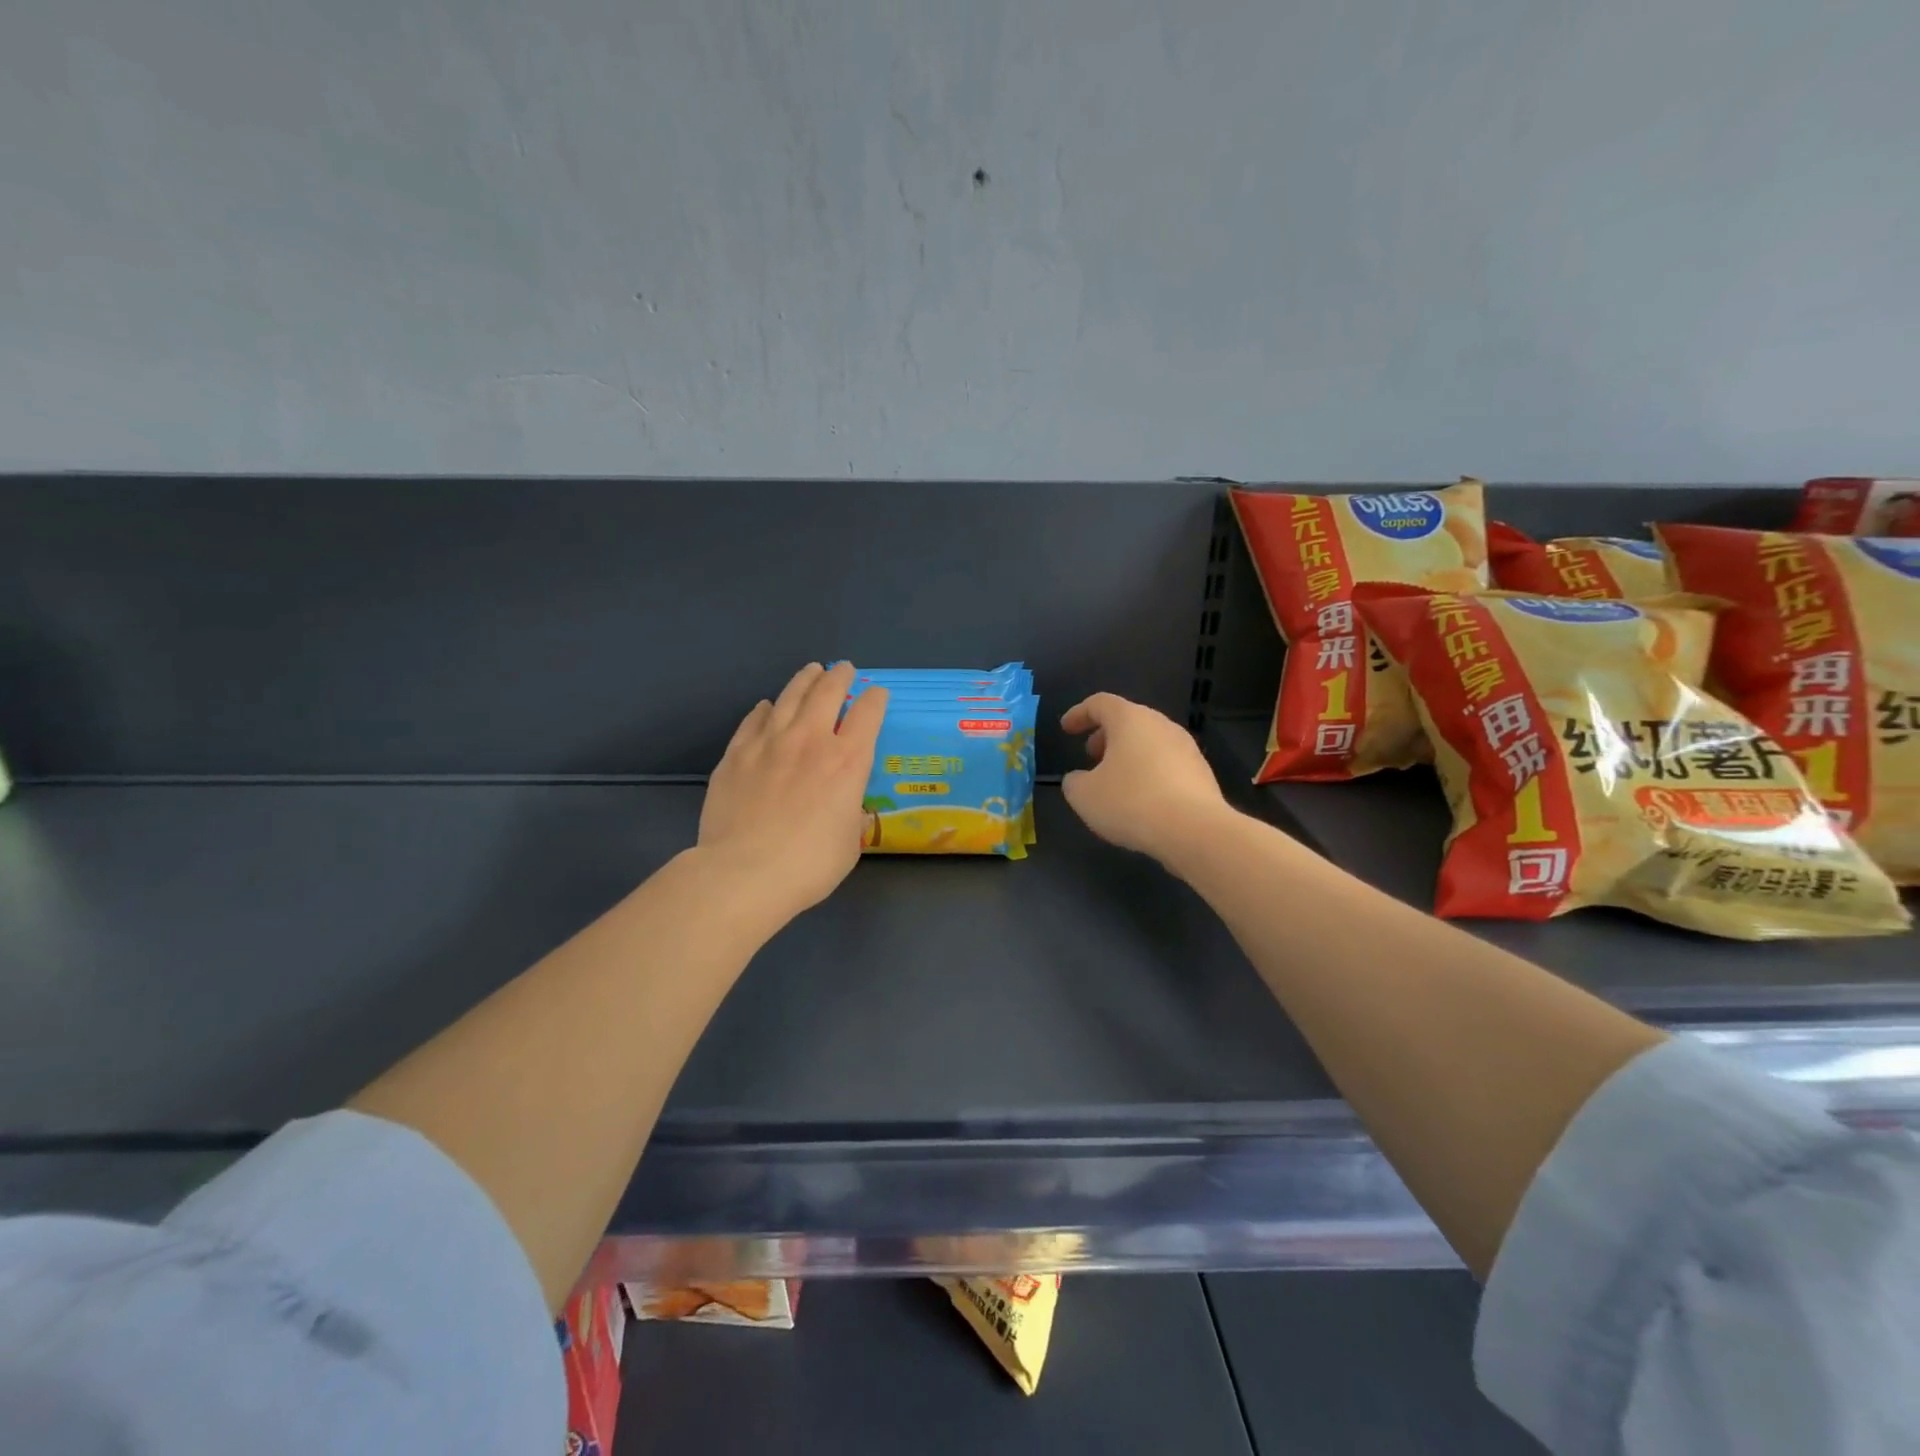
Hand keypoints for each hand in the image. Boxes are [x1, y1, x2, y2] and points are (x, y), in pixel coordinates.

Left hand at [698, 662, 887, 920]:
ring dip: (804, 680)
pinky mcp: (737, 754)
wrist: (745, 872)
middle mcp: (811, 740)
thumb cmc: (810, 864)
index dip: (875, 699)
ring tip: (811, 671)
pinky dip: (765, 709)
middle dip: (840, 676)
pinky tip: (766, 706)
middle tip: (844, 669)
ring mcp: (769, 743)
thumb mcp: (850, 841)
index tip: (877, 694)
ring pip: (789, 697)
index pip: (868, 713)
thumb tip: (843, 804)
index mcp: (848, 761)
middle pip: (828, 692)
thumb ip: (849, 811)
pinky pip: (754, 720)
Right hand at [1058, 693, 1231, 860]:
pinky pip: (1167, 764)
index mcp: (1130, 719)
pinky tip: (1142, 800)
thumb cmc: (1131, 802)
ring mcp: (1186, 748)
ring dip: (1128, 755)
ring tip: (1115, 782)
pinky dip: (1149, 773)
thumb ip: (1074, 782)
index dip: (1079, 713)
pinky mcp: (1201, 773)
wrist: (1195, 830)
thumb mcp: (1084, 796)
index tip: (1066, 729)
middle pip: (1128, 720)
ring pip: (1149, 742)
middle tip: (1091, 756)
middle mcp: (1161, 725)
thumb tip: (1079, 779)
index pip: (1100, 703)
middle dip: (1106, 736)